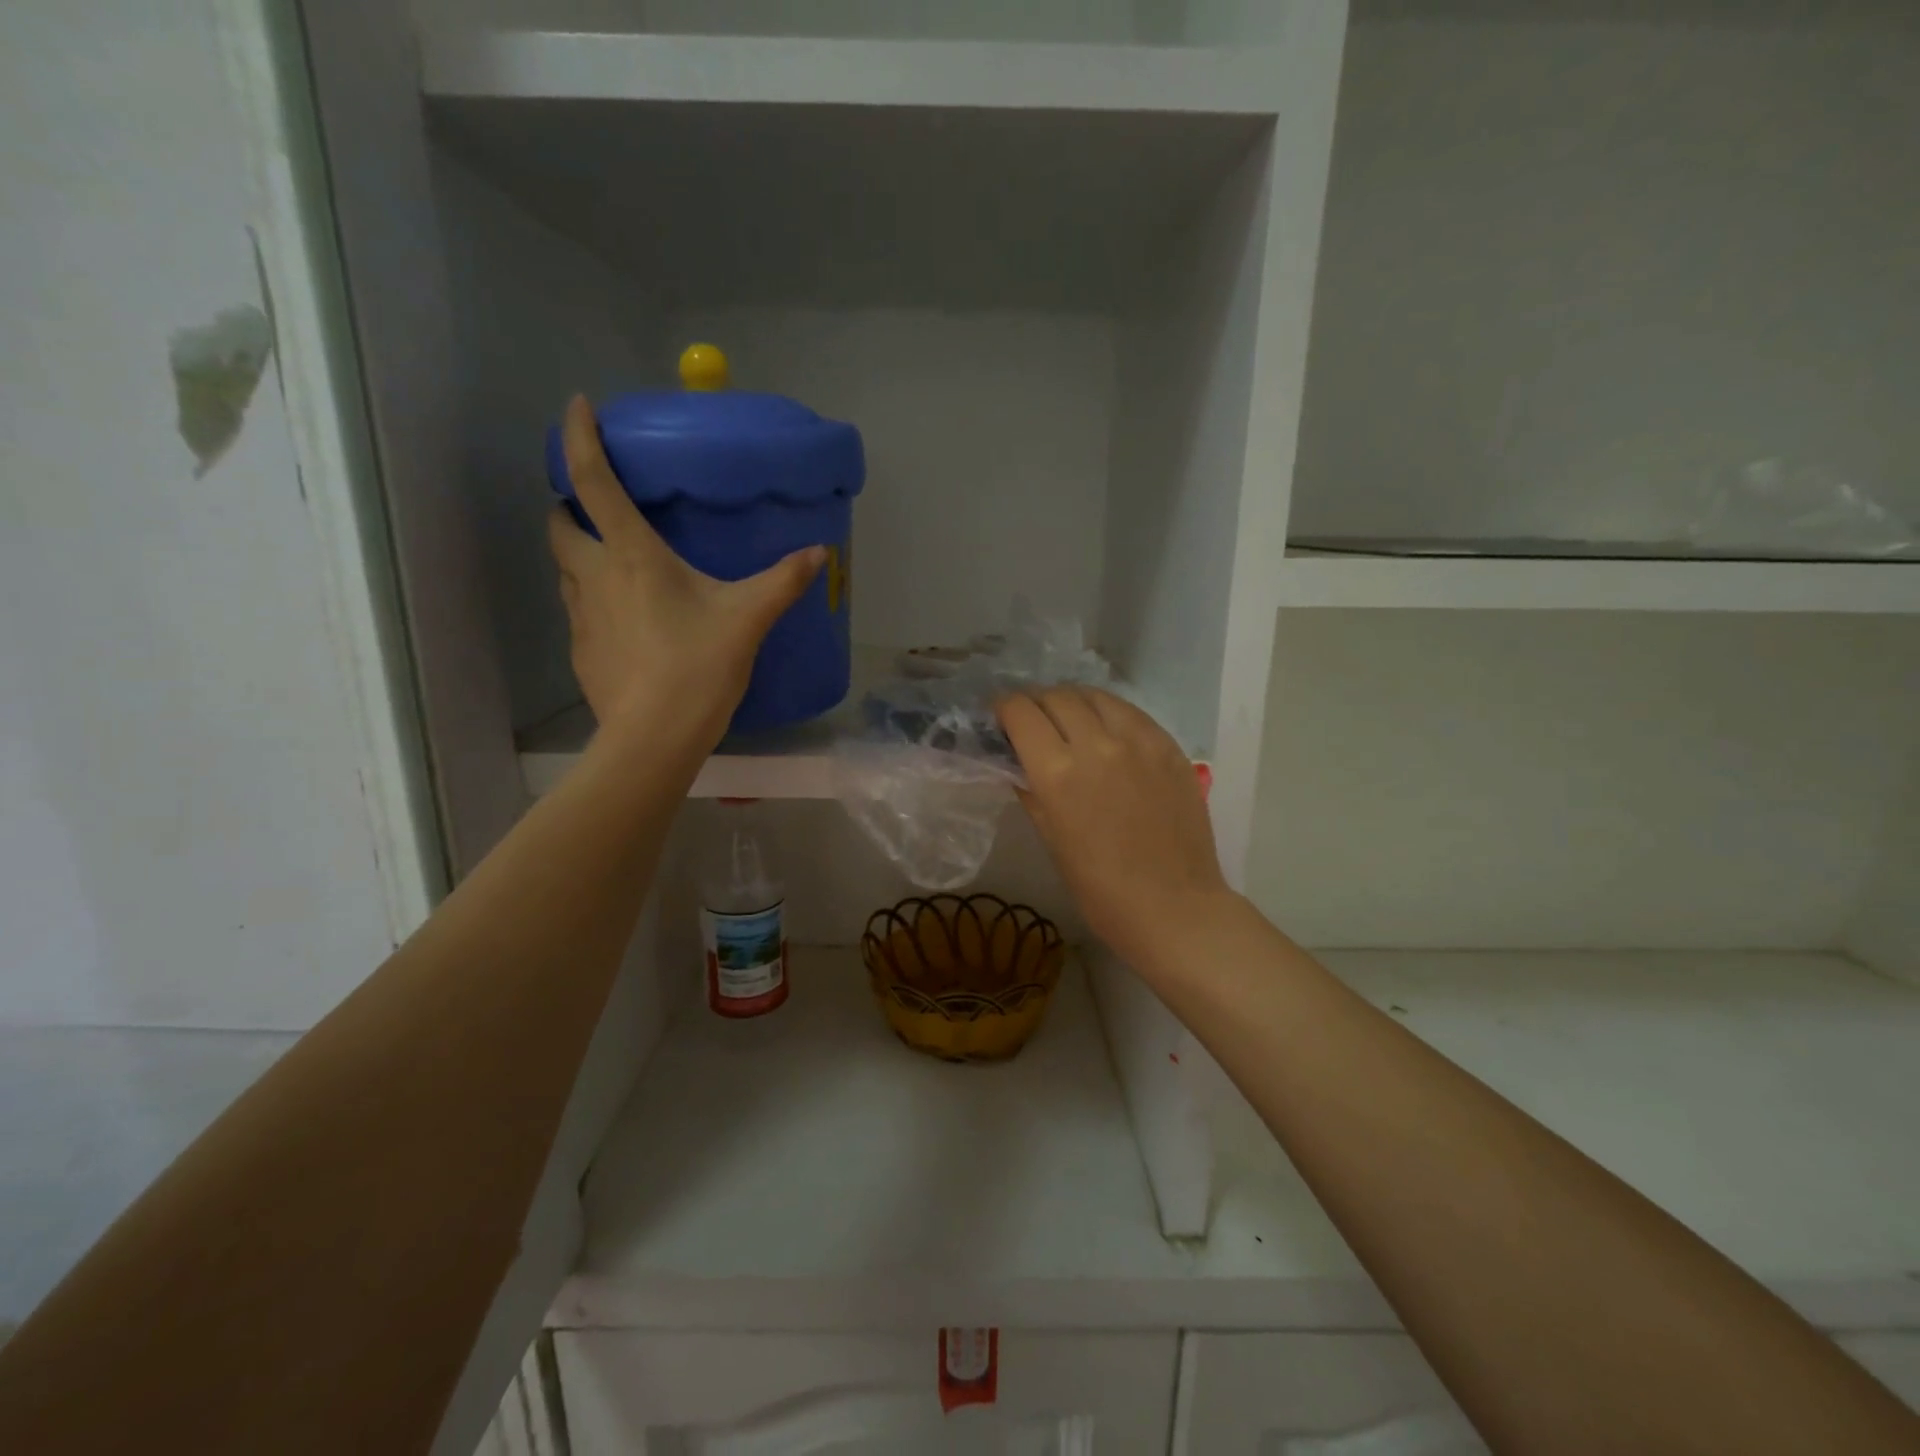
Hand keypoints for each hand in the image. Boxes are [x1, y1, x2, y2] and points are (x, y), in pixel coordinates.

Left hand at [548, 395, 823, 751]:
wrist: (655, 735)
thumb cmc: (700, 664)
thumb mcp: (748, 618)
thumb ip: (783, 580)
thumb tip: (819, 552)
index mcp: (633, 555)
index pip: (593, 481)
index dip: (579, 438)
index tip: (576, 408)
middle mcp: (595, 576)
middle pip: (560, 523)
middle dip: (569, 506)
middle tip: (596, 508)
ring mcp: (581, 616)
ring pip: (566, 570)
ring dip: (580, 556)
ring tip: (616, 566)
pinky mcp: (581, 651)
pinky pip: (580, 612)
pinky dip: (594, 602)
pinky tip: (626, 625)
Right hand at [997, 687, 1231, 973]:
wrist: (1174, 907)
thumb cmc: (1100, 889)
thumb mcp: (1051, 839)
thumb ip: (1032, 791)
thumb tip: (1019, 763)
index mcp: (1057, 772)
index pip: (1020, 712)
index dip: (1004, 709)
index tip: (1001, 718)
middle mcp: (1096, 744)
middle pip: (1056, 697)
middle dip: (1036, 703)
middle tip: (1034, 721)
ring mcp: (1138, 740)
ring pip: (1095, 695)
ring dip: (1073, 702)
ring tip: (1071, 719)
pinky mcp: (1168, 745)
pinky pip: (1130, 711)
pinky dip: (1109, 713)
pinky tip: (1108, 731)